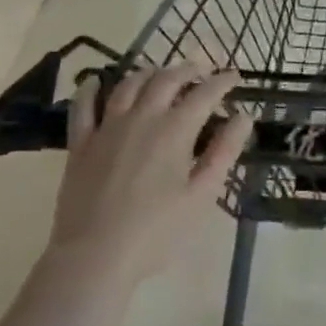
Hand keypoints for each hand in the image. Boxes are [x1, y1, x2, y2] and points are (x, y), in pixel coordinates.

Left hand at [45, 64, 252, 290]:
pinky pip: (83, 106)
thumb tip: (244, 117)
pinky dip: (90, 89)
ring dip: (149, 73)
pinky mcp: (81, 143)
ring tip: (160, 73)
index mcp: (174, 129)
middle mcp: (142, 117)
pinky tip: (94, 82)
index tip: (234, 77)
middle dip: (188, 69)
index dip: (222, 81)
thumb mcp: (202, 196)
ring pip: (129, 84)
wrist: (94, 257)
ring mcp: (108, 127)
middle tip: (202, 70)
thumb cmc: (156, 232)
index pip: (204, 94)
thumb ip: (224, 152)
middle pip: (167, 79)